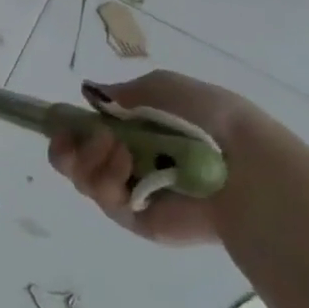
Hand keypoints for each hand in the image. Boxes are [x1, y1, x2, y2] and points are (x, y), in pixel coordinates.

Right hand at [48, 70, 269, 245]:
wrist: (245, 168)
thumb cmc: (208, 120)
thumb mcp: (165, 87)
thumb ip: (124, 92)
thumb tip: (92, 96)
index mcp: (138, 131)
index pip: (87, 132)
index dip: (69, 129)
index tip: (63, 124)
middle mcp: (131, 162)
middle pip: (76, 161)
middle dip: (66, 149)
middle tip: (72, 139)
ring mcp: (133, 192)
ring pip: (84, 180)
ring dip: (88, 159)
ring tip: (115, 148)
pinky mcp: (139, 220)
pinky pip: (105, 201)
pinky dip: (107, 179)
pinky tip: (125, 164)